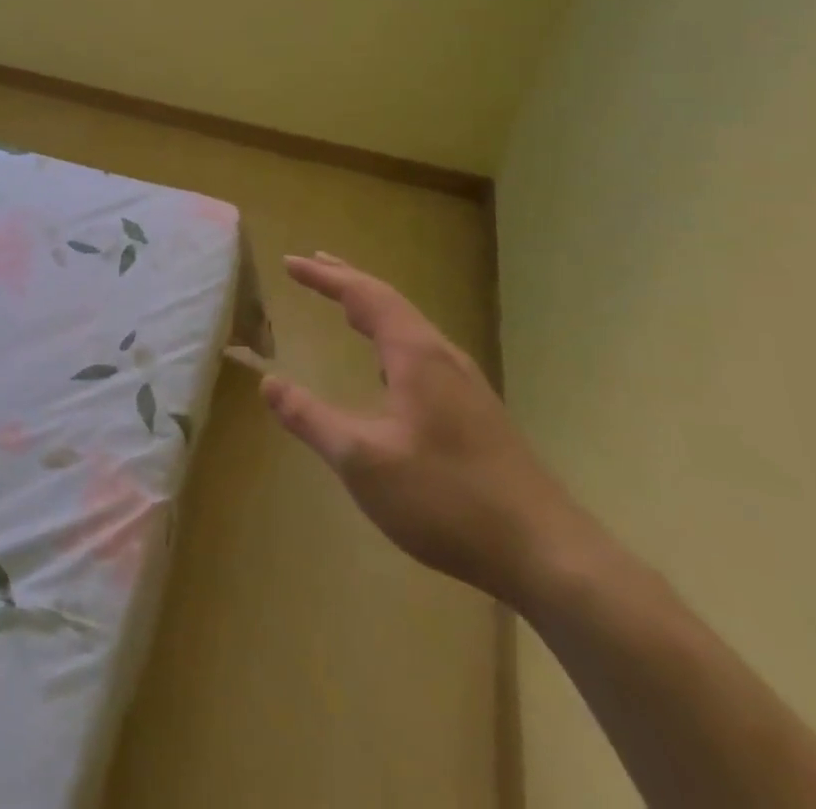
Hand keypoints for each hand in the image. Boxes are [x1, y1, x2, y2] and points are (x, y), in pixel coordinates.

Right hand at [260, 252, 586, 605]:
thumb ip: (311, 418)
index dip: (325, 276)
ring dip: (372, 309)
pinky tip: (387, 370)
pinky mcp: (476, 412)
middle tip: (314, 265)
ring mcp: (465, 384)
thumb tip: (268, 382)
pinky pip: (421, 353)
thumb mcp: (362, 461)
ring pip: (409, 328)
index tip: (291, 262)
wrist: (547, 554)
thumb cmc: (447, 499)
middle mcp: (442, 356)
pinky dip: (390, 339)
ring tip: (345, 306)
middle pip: (390, 302)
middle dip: (348, 281)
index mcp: (416, 355)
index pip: (364, 295)